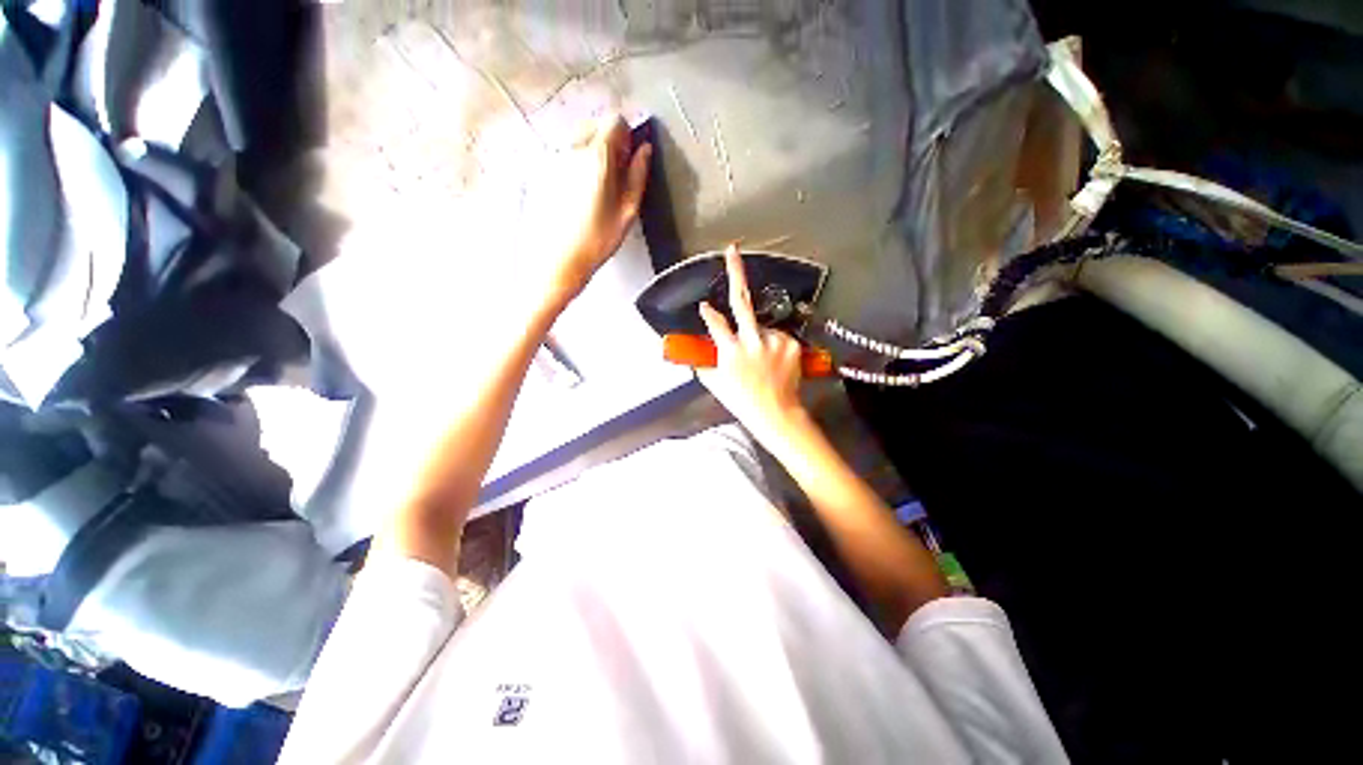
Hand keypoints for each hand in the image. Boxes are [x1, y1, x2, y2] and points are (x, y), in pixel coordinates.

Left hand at [524, 113, 651, 306]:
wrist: (561, 257)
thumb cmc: (599, 238)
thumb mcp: (627, 210)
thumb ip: (638, 175)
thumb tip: (645, 149)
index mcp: (597, 156)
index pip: (614, 120)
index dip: (626, 135)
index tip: (629, 158)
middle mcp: (573, 148)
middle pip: (594, 124)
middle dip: (609, 141)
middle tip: (616, 174)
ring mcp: (555, 157)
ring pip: (579, 138)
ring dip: (592, 151)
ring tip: (597, 185)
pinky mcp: (545, 170)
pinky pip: (566, 153)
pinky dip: (577, 162)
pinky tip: (580, 192)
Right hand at [697, 244, 808, 444]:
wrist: (776, 413)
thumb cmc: (743, 401)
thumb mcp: (716, 384)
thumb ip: (704, 364)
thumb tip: (695, 353)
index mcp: (729, 352)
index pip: (715, 323)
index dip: (708, 313)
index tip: (704, 306)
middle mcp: (751, 341)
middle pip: (742, 300)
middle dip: (736, 272)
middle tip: (732, 250)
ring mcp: (774, 341)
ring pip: (762, 326)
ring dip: (759, 335)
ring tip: (762, 360)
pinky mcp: (792, 344)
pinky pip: (779, 337)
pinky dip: (774, 345)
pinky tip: (774, 362)